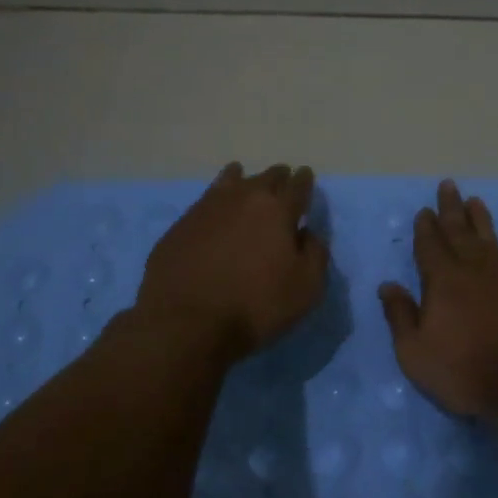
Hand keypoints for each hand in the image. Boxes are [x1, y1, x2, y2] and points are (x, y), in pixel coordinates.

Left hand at [135, 162, 329, 361]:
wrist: (185, 321)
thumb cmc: (255, 305)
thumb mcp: (306, 288)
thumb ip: (315, 254)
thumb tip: (307, 233)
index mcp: (278, 209)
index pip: (298, 185)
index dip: (304, 180)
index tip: (306, 177)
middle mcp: (244, 198)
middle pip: (266, 177)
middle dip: (278, 177)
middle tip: (282, 183)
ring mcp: (208, 207)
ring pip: (232, 180)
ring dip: (244, 180)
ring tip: (245, 182)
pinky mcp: (181, 224)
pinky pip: (206, 200)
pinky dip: (217, 199)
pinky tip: (216, 209)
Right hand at [378, 179, 497, 420]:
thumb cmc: (465, 372)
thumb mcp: (416, 353)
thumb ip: (400, 316)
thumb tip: (388, 285)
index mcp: (442, 283)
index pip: (429, 247)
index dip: (425, 228)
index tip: (423, 211)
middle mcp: (474, 270)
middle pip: (459, 233)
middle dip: (451, 210)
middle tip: (448, 185)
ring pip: (491, 240)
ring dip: (482, 220)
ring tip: (475, 201)